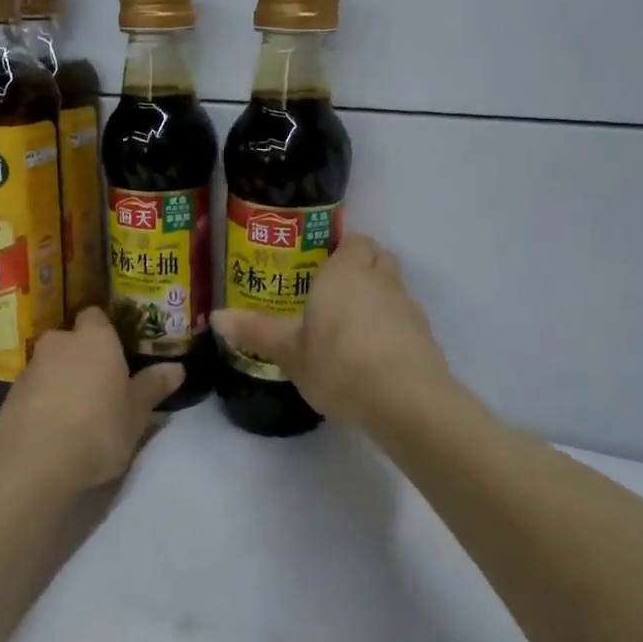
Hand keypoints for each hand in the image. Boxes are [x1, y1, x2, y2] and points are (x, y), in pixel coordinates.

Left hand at [0, 307, 185, 490]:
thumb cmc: (97, 429)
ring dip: (61, 378)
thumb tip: (177, 368)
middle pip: (71, 339)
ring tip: (77, 409)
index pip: (97, 315)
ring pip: (51, 363)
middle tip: (101, 383)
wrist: (32, 462)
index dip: (106, 330)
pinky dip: (43, 399)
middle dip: (82, 355)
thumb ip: (153, 387)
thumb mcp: (136, 413)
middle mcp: (60, 342)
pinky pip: (34, 388)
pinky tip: (54, 426)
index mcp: (95, 338)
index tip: (118, 351)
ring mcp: (31, 367)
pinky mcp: (10, 394)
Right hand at [212, 234, 448, 428]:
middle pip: (379, 258)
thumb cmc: (338, 363)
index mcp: (345, 272)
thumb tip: (217, 316)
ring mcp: (408, 308)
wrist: (405, 400)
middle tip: (335, 293)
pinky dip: (392, 330)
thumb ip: (256, 331)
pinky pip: (405, 322)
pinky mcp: (425, 338)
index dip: (342, 250)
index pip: (354, 240)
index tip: (322, 267)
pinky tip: (373, 357)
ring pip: (394, 290)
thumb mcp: (289, 352)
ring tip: (351, 329)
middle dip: (362, 268)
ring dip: (378, 300)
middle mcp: (380, 280)